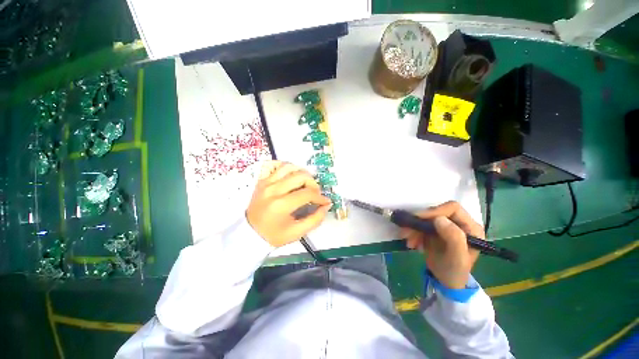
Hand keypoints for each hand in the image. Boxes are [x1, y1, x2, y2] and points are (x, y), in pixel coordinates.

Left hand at [246, 161, 330, 246]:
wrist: (249, 232)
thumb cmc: (273, 234)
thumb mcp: (296, 233)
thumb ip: (315, 220)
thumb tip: (326, 205)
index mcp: (281, 205)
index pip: (307, 193)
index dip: (320, 197)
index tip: (325, 201)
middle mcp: (274, 190)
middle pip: (301, 176)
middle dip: (313, 184)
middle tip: (315, 193)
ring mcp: (266, 182)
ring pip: (289, 167)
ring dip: (302, 173)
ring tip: (305, 183)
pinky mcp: (262, 180)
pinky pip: (276, 166)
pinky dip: (287, 167)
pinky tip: (292, 175)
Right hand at [400, 201, 483, 288]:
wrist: (446, 281)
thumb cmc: (455, 271)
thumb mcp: (457, 258)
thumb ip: (454, 238)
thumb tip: (439, 219)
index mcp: (470, 227)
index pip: (452, 208)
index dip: (435, 211)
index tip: (419, 218)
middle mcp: (458, 223)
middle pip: (436, 212)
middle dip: (420, 221)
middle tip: (407, 230)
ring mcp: (445, 226)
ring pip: (425, 219)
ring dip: (414, 228)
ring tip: (407, 239)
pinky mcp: (434, 230)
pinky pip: (420, 226)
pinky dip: (413, 232)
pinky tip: (411, 243)